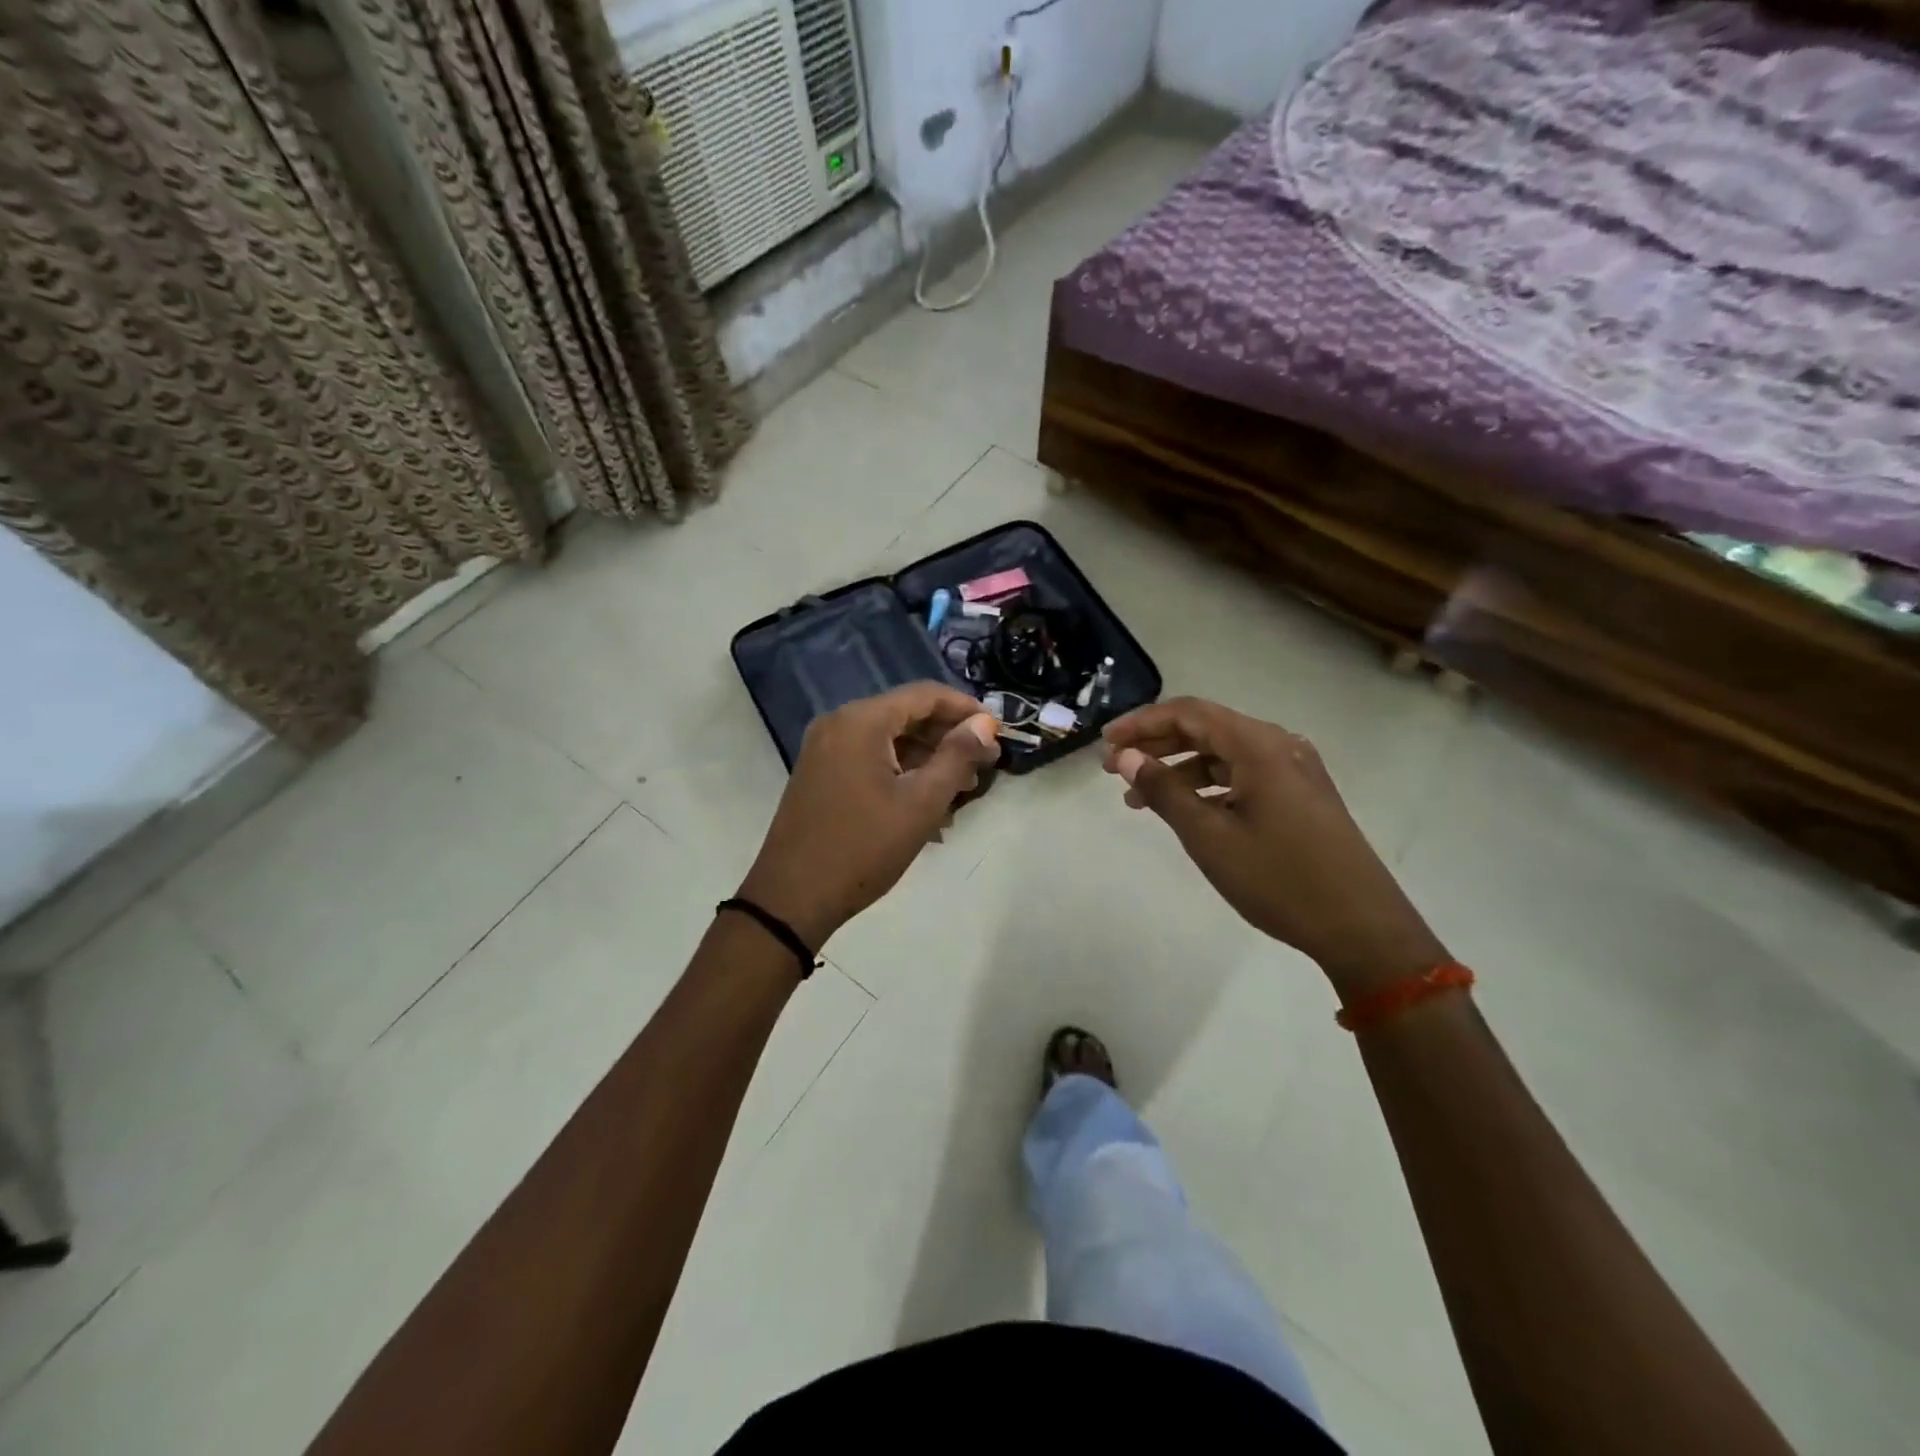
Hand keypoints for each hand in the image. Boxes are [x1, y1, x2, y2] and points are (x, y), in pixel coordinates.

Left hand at [738, 683, 998, 949]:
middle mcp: (839, 724)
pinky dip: (901, 772)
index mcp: (861, 721)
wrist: (792, 898)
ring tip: (961, 790)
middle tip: (984, 765)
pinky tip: (926, 804)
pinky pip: (870, 758)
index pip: (925, 695)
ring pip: (889, 740)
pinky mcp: (820, 774)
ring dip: (927, 758)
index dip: (965, 708)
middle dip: (948, 737)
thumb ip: (957, 756)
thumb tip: (984, 724)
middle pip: (906, 714)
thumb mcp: (921, 803)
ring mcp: (825, 749)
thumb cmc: (864, 847)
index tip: (997, 731)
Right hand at [1103, 697, 1447, 995]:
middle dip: (1156, 744)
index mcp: (1259, 746)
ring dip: (1179, 769)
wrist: (1362, 928)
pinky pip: (1244, 775)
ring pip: (1224, 754)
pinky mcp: (1302, 796)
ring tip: (1139, 798)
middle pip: (1206, 728)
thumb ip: (1164, 791)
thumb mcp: (1209, 837)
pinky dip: (1208, 786)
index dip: (1142, 723)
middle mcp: (1279, 746)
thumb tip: (1128, 757)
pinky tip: (1186, 810)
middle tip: (1114, 768)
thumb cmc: (1279, 879)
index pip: (1189, 713)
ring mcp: (1295, 771)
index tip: (1106, 744)